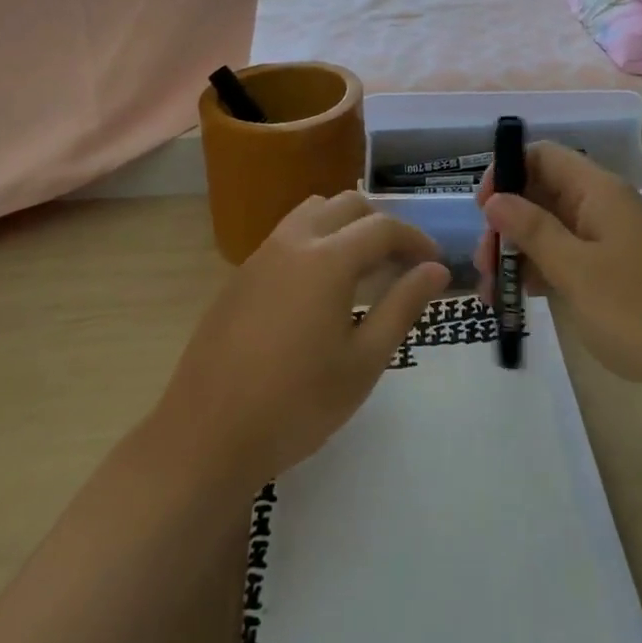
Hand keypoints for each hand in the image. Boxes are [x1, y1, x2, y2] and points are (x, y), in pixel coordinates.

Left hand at [154, 192, 448, 489]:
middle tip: (400, 265)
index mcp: (327, 259)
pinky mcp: (240, 276)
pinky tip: (320, 290)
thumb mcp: (364, 362)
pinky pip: (288, 236)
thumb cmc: (296, 404)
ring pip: (313, 212)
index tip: (434, 264)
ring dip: (345, 226)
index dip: (416, 240)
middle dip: (382, 225)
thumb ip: (403, 306)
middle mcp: (293, 242)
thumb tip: (436, 270)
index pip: (383, 227)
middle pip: (348, 205)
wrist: (206, 437)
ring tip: (362, 270)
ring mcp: (261, 256)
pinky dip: (316, 241)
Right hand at [475, 143, 641, 399]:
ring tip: (493, 291)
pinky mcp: (613, 269)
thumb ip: (533, 230)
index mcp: (598, 191)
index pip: (543, 156)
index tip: (484, 211)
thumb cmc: (638, 309)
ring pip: (551, 227)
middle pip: (542, 193)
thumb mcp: (576, 270)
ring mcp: (609, 238)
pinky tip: (519, 298)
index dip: (507, 172)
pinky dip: (542, 270)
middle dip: (507, 221)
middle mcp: (602, 205)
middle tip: (484, 263)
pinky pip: (568, 255)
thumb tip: (495, 199)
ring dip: (519, 251)